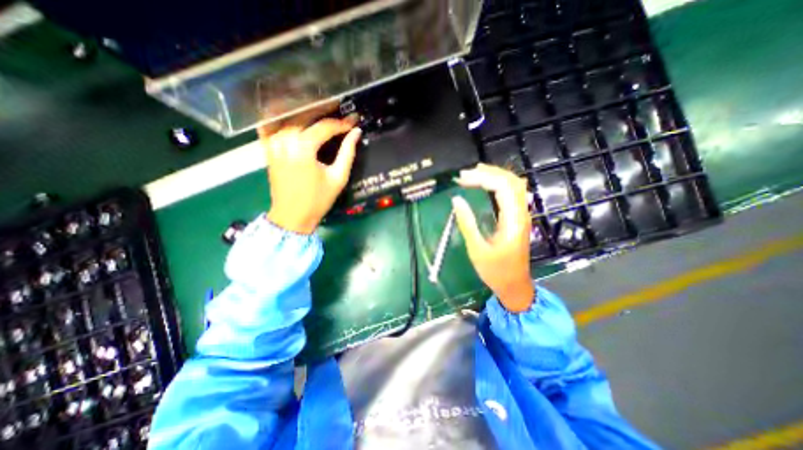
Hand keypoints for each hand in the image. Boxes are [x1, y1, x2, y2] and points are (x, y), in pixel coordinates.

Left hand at [259, 118, 362, 233]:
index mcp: (303, 148)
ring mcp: (273, 143)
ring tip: (321, 113)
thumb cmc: (318, 199)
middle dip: (324, 113)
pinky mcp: (267, 149)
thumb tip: (356, 133)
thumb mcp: (338, 177)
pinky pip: (271, 126)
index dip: (342, 123)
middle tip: (340, 113)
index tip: (354, 121)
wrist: (292, 216)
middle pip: (305, 116)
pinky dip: (281, 119)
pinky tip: (292, 116)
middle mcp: (285, 140)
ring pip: (289, 118)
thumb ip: (348, 152)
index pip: (325, 127)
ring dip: (305, 114)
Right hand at [451, 163, 531, 312]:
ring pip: (513, 185)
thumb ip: (467, 223)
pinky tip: (485, 185)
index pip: (503, 187)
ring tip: (472, 174)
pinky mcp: (517, 218)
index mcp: (513, 221)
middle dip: (488, 173)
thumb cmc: (496, 271)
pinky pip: (511, 194)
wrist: (514, 285)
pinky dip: (497, 185)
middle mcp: (521, 213)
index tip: (461, 179)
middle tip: (464, 175)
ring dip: (494, 176)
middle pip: (511, 181)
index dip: (482, 178)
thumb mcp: (477, 249)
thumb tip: (456, 200)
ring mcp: (521, 215)